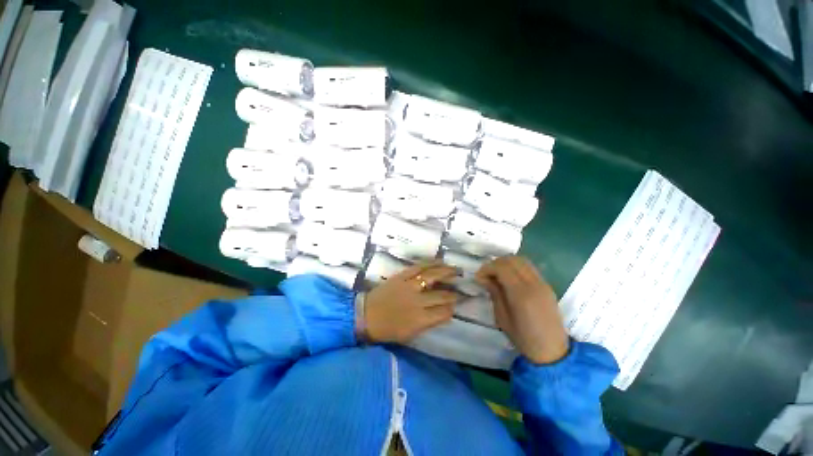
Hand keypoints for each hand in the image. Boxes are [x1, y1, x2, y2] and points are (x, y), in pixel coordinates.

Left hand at [362, 262, 458, 343]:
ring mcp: (409, 286)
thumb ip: (428, 323)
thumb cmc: (387, 329)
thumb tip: (443, 313)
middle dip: (454, 293)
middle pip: (442, 295)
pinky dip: (430, 263)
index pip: (444, 313)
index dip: (452, 309)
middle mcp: (418, 302)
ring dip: (447, 272)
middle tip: (461, 289)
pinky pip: (418, 267)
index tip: (455, 306)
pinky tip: (439, 261)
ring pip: (433, 276)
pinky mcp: (401, 276)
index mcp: (420, 320)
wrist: (365, 315)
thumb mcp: (409, 334)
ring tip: (456, 270)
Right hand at [475, 256, 568, 363]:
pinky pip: (529, 267)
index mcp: (522, 294)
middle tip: (486, 274)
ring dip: (506, 263)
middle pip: (512, 260)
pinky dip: (516, 267)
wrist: (553, 351)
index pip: (502, 267)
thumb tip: (484, 277)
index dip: (487, 268)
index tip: (478, 277)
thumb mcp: (502, 318)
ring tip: (497, 274)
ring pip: (522, 260)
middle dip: (495, 263)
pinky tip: (509, 278)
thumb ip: (494, 293)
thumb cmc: (524, 338)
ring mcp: (543, 283)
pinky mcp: (547, 285)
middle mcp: (534, 284)